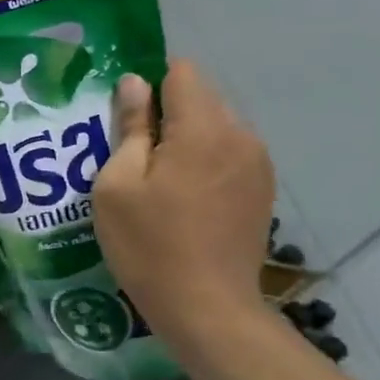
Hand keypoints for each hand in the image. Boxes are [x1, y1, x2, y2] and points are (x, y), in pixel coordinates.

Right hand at [92, 60, 274, 346]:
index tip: (125, 118)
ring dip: (185, 139)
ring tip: (157, 181)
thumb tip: (135, 84)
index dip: (149, 84)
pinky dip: (204, 162)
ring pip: (215, 126)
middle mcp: (240, 136)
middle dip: (166, 113)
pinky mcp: (262, 189)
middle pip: (201, 97)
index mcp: (203, 129)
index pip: (181, 72)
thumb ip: (129, 128)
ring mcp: (257, 164)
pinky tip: (183, 200)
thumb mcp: (117, 185)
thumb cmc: (148, 244)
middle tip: (132, 154)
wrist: (207, 307)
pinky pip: (228, 154)